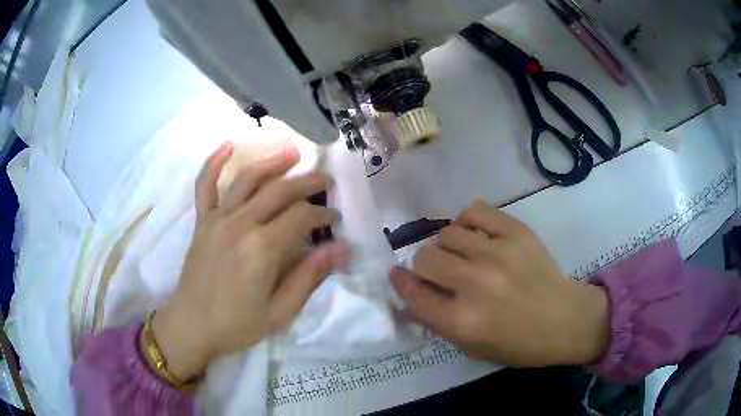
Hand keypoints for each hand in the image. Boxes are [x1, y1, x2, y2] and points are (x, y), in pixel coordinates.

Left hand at [142, 142, 348, 380]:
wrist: (192, 326)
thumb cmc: (237, 325)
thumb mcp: (280, 312)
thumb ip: (309, 277)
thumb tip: (340, 250)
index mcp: (262, 249)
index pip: (301, 217)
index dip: (323, 214)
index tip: (335, 219)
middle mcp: (240, 224)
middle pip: (280, 191)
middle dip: (307, 183)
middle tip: (325, 181)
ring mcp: (217, 219)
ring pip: (248, 180)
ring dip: (272, 163)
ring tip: (293, 153)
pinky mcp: (202, 221)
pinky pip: (205, 185)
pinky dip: (214, 163)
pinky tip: (227, 146)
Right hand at [390, 201, 608, 366]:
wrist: (566, 320)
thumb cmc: (519, 344)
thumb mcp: (473, 347)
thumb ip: (437, 323)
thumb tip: (407, 300)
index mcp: (462, 321)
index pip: (414, 294)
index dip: (401, 283)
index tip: (397, 275)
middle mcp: (475, 284)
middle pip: (425, 258)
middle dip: (424, 266)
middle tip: (439, 272)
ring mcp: (497, 253)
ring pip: (447, 234)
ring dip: (446, 246)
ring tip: (461, 254)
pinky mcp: (516, 232)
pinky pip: (475, 211)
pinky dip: (467, 221)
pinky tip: (473, 234)